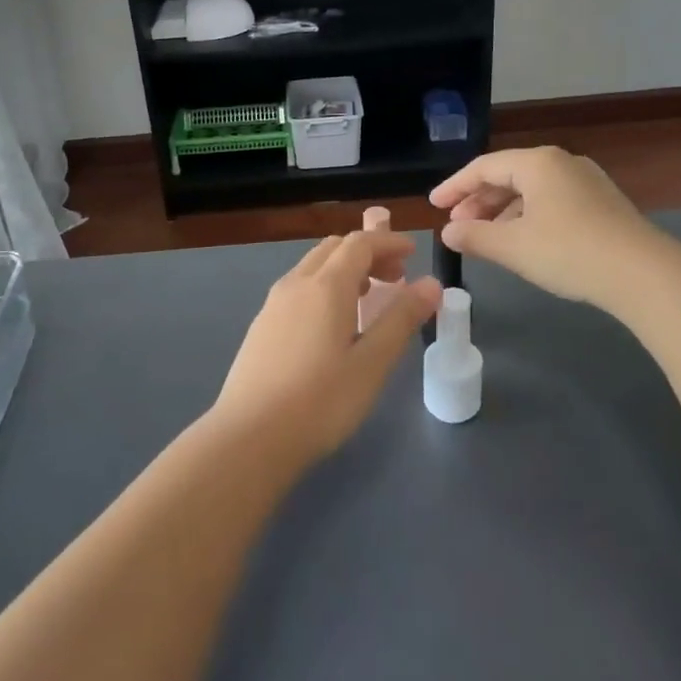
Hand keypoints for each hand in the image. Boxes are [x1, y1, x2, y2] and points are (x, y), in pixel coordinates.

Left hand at [211, 231, 441, 466]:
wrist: (248, 438)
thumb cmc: (320, 402)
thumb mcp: (371, 363)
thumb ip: (401, 319)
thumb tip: (431, 283)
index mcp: (325, 286)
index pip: (360, 244)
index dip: (388, 242)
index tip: (413, 253)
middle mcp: (296, 284)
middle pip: (334, 249)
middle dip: (368, 254)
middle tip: (396, 278)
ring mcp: (273, 304)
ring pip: (313, 268)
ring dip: (344, 270)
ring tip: (369, 299)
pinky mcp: (261, 327)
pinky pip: (298, 289)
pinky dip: (324, 288)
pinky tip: (333, 325)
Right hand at [430, 147, 650, 305]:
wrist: (644, 274)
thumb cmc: (569, 252)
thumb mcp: (513, 247)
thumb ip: (475, 237)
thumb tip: (447, 234)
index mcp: (537, 163)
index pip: (483, 168)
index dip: (454, 187)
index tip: (433, 205)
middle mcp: (562, 162)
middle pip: (508, 175)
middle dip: (478, 201)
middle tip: (456, 226)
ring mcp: (586, 181)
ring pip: (531, 190)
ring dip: (503, 211)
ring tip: (485, 237)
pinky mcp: (602, 203)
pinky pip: (552, 201)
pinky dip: (528, 216)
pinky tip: (522, 240)